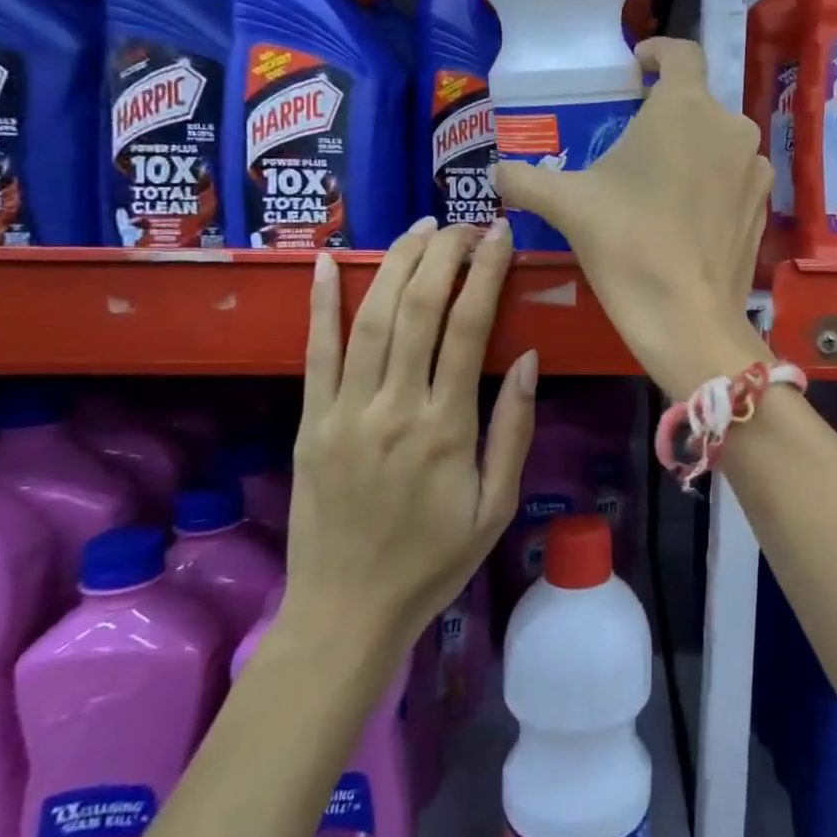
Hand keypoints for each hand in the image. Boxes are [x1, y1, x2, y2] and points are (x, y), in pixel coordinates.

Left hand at [276, 217, 536, 655]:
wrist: (347, 612)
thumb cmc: (434, 561)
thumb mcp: (496, 506)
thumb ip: (512, 430)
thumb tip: (526, 357)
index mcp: (446, 428)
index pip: (468, 327)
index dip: (486, 272)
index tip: (500, 234)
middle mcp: (394, 408)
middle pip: (417, 309)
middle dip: (443, 254)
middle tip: (464, 224)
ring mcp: (345, 412)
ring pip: (370, 319)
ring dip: (397, 263)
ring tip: (421, 227)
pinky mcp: (310, 422)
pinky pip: (315, 352)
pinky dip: (322, 303)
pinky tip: (329, 261)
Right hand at [494, 38, 771, 397]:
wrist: (686, 317)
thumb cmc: (626, 243)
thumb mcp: (568, 205)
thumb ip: (525, 179)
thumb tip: (494, 172)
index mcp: (685, 106)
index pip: (681, 52)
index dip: (657, 52)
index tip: (637, 67)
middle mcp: (730, 126)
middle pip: (696, 102)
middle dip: (665, 113)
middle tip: (632, 141)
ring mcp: (753, 167)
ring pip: (718, 140)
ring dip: (691, 148)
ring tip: (658, 181)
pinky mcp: (763, 204)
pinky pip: (734, 175)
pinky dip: (712, 180)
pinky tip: (686, 212)